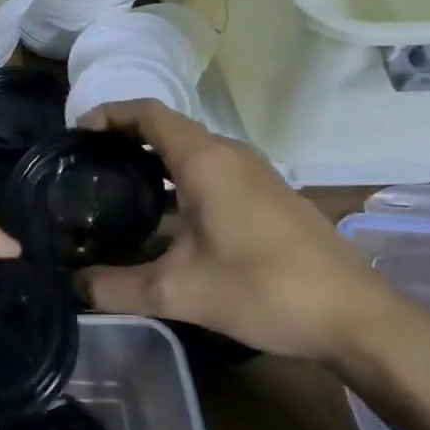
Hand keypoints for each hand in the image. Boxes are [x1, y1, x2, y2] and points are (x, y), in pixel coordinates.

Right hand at [74, 100, 391, 362]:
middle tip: (88, 166)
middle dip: (125, 139)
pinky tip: (166, 221)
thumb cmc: (263, 288)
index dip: (109, 114)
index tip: (76, 134)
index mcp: (205, 160)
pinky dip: (179, 180)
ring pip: (192, 152)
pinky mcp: (269, 197)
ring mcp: (254, 175)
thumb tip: (73, 287)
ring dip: (154, 162)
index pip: (147, 113)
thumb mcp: (178, 292)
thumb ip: (116, 288)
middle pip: (168, 128)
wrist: (356, 317)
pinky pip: (212, 172)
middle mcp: (230, 155)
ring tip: (117, 190)